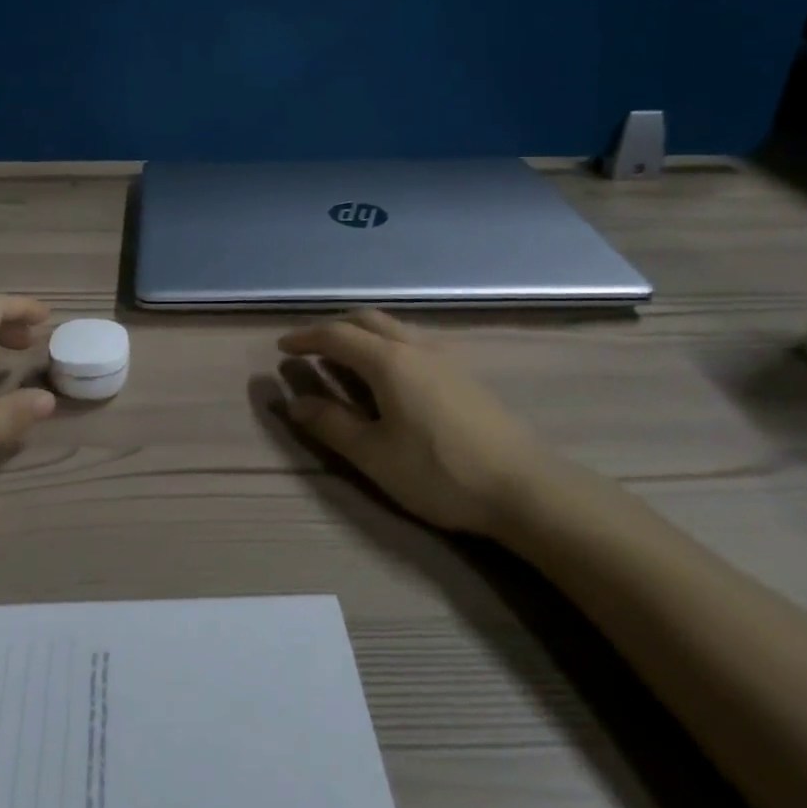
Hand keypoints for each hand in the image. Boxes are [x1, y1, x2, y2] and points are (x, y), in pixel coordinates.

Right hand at [277, 309, 563, 536]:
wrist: (524, 487)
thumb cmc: (439, 472)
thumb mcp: (374, 455)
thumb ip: (331, 424)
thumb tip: (294, 402)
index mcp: (388, 361)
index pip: (336, 335)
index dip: (305, 338)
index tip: (282, 348)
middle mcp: (414, 347)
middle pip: (366, 320)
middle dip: (333, 328)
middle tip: (310, 348)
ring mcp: (444, 357)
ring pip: (393, 328)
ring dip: (361, 334)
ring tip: (344, 358)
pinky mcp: (463, 373)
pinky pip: (412, 341)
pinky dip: (385, 344)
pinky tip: (389, 375)